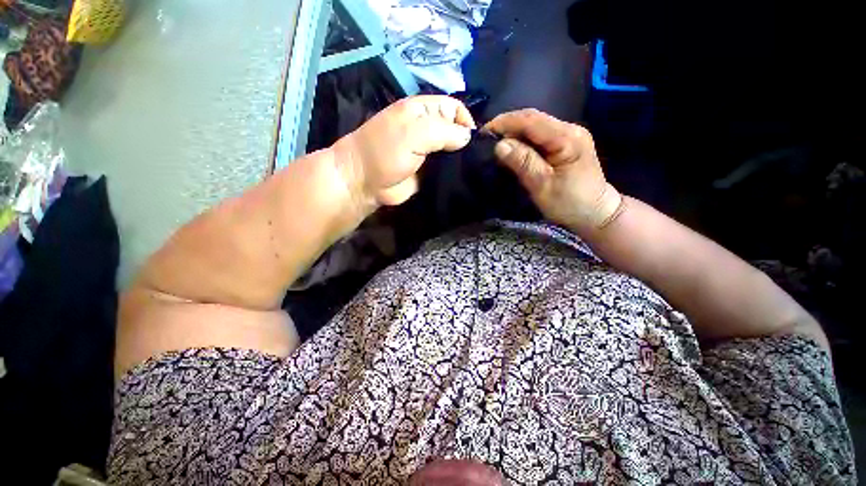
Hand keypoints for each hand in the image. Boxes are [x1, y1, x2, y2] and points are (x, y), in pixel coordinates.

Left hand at [333, 95, 475, 209]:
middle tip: (476, 159)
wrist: (365, 182)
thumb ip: (444, 131)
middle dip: (466, 142)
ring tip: (472, 170)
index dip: (466, 120)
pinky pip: (446, 169)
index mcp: (423, 111)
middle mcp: (428, 129)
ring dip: (461, 159)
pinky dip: (454, 173)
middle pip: (455, 130)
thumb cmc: (386, 151)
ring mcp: (428, 153)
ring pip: (452, 152)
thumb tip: (468, 137)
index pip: (454, 108)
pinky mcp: (428, 172)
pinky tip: (463, 178)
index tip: (473, 140)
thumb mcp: (414, 132)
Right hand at [485, 109, 622, 234]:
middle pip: (533, 118)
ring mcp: (569, 134)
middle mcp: (569, 129)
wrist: (596, 212)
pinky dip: (522, 138)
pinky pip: (539, 134)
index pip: (530, 120)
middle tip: (486, 139)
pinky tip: (512, 147)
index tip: (483, 133)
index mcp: (566, 138)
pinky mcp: (566, 143)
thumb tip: (500, 145)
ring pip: (535, 125)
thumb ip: (523, 163)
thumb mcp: (543, 186)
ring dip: (513, 131)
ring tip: (495, 142)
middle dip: (507, 125)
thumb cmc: (570, 203)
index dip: (504, 123)